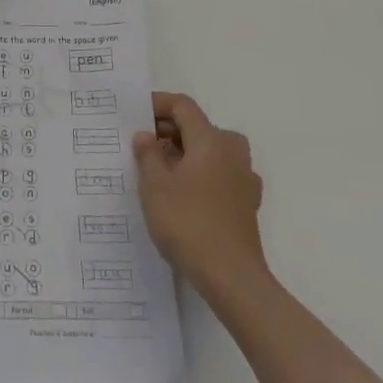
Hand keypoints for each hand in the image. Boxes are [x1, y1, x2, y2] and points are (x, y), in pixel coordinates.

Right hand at [133, 93, 266, 296]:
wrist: (231, 277)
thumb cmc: (188, 223)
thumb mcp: (155, 186)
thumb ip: (148, 154)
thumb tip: (145, 135)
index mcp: (211, 140)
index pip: (184, 106)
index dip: (158, 104)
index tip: (136, 114)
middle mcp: (232, 151)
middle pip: (199, 127)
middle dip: (170, 130)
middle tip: (143, 145)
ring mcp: (244, 178)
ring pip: (211, 151)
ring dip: (186, 153)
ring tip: (160, 170)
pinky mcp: (247, 202)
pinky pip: (220, 173)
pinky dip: (201, 174)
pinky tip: (184, 195)